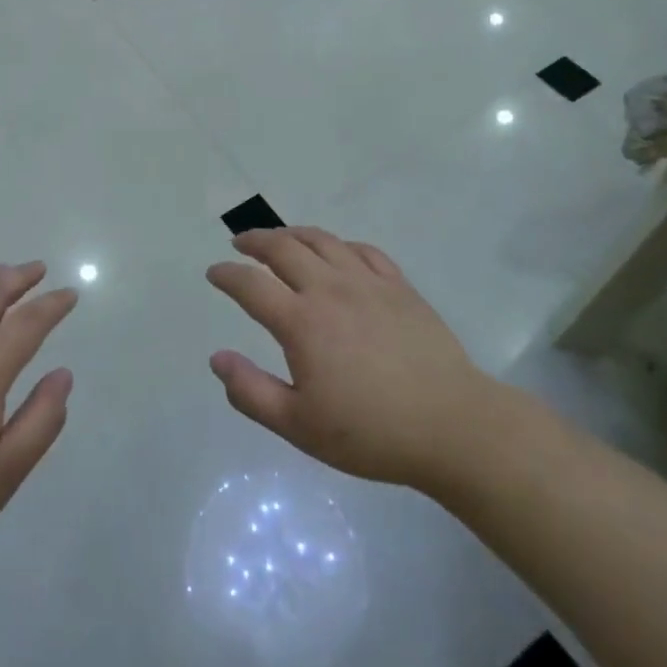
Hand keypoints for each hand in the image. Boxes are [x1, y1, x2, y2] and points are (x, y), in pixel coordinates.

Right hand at [206, 228, 490, 493]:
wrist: (452, 426)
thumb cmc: (370, 432)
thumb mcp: (299, 426)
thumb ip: (251, 392)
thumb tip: (217, 358)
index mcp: (301, 322)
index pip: (251, 285)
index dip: (227, 275)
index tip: (214, 273)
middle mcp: (330, 289)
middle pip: (283, 248)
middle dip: (255, 241)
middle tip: (240, 244)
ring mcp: (368, 282)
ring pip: (322, 240)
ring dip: (292, 234)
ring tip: (279, 239)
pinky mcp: (399, 286)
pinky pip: (363, 250)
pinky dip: (339, 245)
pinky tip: (336, 253)